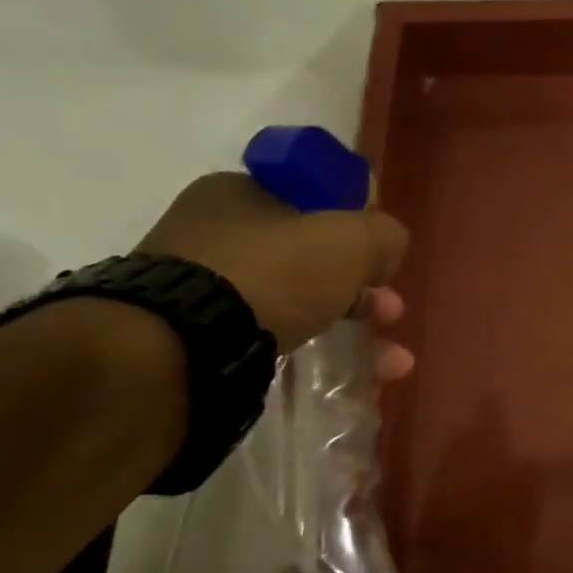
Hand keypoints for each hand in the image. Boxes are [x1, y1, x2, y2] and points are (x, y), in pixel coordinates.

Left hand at [138, 172, 414, 379]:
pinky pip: (272, 339)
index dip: (354, 229)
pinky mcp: (195, 339)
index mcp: (237, 193)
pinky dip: (315, 354)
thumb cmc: (273, 274)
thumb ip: (383, 235)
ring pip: (296, 303)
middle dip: (362, 289)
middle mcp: (212, 234)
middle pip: (309, 258)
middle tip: (390, 312)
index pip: (310, 202)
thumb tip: (388, 245)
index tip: (381, 260)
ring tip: (391, 363)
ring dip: (351, 328)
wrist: (180, 348)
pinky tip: (349, 379)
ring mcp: (199, 289)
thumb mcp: (350, 240)